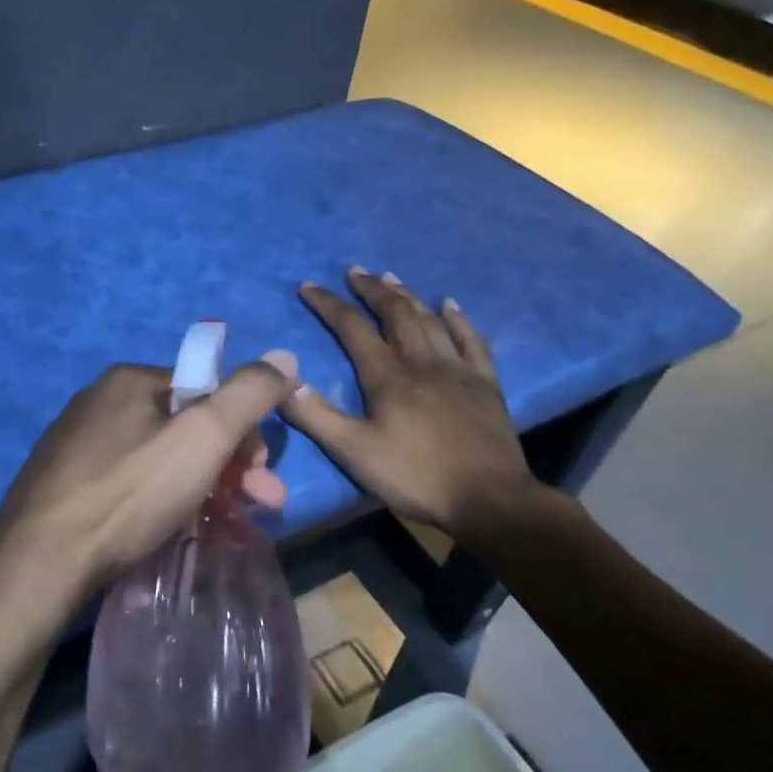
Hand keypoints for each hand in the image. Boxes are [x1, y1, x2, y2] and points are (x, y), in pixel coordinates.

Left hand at [0, 354, 299, 647]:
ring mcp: (75, 446)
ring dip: (199, 486)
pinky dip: (157, 502)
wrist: (39, 564)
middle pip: (182, 427)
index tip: (262, 475)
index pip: (205, 391)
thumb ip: (248, 394)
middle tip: (259, 507)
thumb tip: (285, 355)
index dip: (242, 431)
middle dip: (229, 465)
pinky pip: (126, 484)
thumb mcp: (202, 438)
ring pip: (156, 459)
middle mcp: (97, 403)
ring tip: (222, 526)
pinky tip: (168, 531)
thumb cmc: (128, 494)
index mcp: (128, 380)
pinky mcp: (62, 486)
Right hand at [284, 269, 532, 537]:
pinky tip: (450, 305)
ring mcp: (458, 370)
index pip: (352, 328)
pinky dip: (458, 319)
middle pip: (395, 314)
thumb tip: (283, 383)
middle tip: (355, 272)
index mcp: (388, 377)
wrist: (489, 500)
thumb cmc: (415, 476)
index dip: (329, 305)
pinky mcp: (485, 385)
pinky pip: (472, 341)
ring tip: (391, 278)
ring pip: (430, 320)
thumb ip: (316, 416)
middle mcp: (422, 362)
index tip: (309, 286)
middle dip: (372, 290)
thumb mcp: (353, 452)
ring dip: (408, 296)